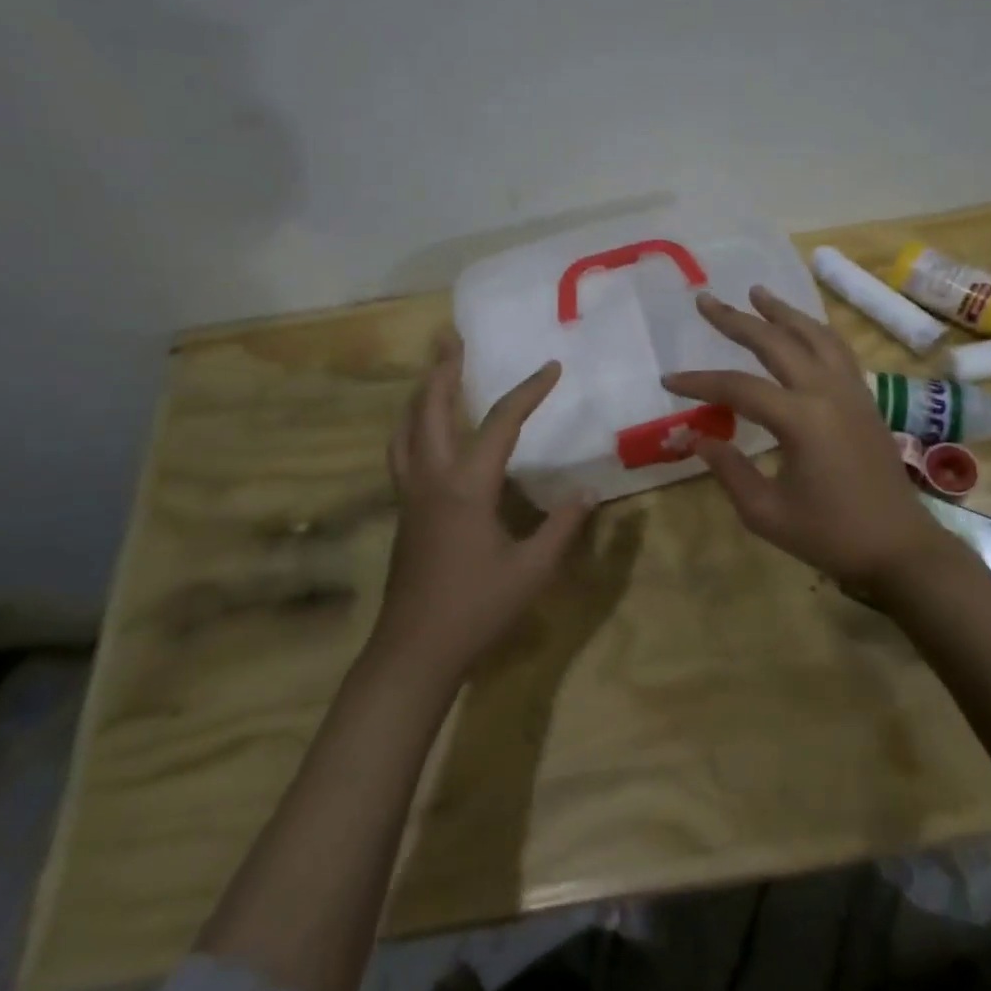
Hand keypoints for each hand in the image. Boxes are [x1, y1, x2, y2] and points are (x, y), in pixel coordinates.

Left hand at [375, 330, 594, 687]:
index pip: (500, 423)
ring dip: (420, 393)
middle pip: (430, 409)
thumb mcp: (532, 570)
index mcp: (467, 486)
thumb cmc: (477, 610)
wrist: (414, 652)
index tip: (551, 367)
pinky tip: (423, 430)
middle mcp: (432, 478)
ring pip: (406, 428)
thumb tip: (589, 493)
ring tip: (434, 372)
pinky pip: (402, 451)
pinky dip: (412, 424)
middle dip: (443, 370)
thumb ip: (562, 526)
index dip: (528, 391)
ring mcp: (411, 493)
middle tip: (451, 337)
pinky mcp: (404, 510)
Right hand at [665, 287, 950, 594]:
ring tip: (757, 292)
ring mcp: (851, 390)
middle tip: (707, 299)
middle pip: (776, 342)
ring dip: (782, 312)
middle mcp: (827, 391)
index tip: (669, 380)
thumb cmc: (830, 535)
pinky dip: (814, 330)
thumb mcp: (766, 512)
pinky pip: (837, 349)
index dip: (699, 382)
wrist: (899, 547)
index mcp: (801, 419)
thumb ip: (728, 469)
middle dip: (737, 320)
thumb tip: (694, 438)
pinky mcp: (865, 398)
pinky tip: (802, 328)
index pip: (738, 387)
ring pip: (814, 335)